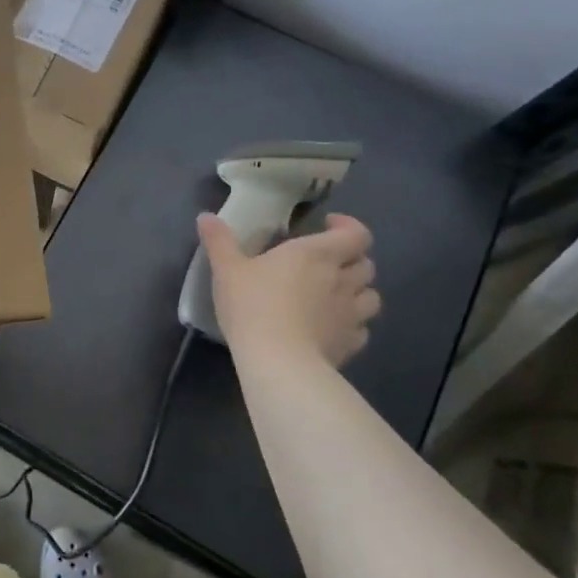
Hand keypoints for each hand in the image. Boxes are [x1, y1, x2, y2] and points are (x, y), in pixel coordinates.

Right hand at [196, 212, 380, 367]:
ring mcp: (351, 314)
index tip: (327, 227)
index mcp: (316, 254)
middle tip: (327, 263)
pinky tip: (332, 328)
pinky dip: (352, 325)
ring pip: (372, 297)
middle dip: (352, 260)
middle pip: (366, 264)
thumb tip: (205, 217)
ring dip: (359, 292)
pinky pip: (361, 329)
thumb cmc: (252, 305)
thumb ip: (219, 241)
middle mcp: (341, 279)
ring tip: (336, 295)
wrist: (277, 360)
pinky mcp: (350, 344)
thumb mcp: (227, 270)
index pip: (356, 234)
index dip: (348, 227)